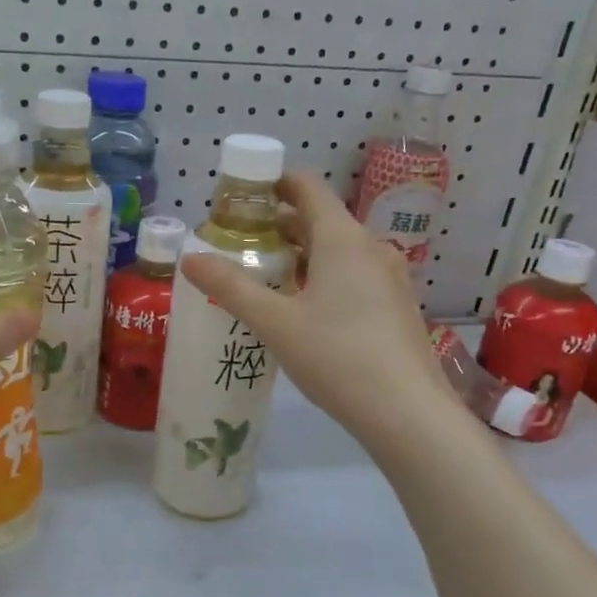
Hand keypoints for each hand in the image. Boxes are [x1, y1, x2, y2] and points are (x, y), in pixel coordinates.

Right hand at [180, 172, 456, 454]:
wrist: (407, 413)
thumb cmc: (337, 357)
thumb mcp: (275, 323)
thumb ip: (230, 288)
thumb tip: (189, 258)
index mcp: (342, 238)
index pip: (306, 187)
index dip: (273, 184)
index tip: (240, 198)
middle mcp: (370, 247)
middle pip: (320, 219)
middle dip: (278, 226)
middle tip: (239, 244)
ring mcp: (389, 277)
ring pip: (337, 251)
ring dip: (300, 255)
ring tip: (264, 277)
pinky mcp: (395, 306)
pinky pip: (353, 275)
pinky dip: (323, 277)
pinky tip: (302, 309)